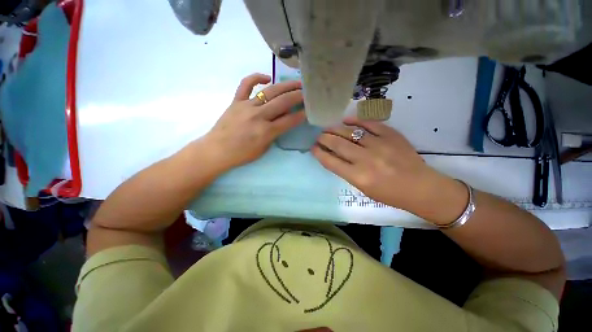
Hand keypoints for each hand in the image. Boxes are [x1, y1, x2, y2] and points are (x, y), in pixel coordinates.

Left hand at [203, 73, 305, 170]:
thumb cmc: (242, 154)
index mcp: (266, 131)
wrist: (217, 150)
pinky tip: (267, 78)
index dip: (301, 115)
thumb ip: (275, 134)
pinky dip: (256, 77)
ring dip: (285, 86)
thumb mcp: (263, 148)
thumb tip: (284, 121)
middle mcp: (258, 116)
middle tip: (307, 92)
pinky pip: (246, 84)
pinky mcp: (236, 101)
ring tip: (296, 82)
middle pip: (283, 102)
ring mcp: (246, 106)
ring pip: (269, 91)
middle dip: (298, 96)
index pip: (289, 120)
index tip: (310, 110)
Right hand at [312, 117, 465, 217]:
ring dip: (335, 129)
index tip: (313, 148)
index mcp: (358, 176)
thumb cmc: (389, 194)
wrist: (420, 187)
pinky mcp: (391, 135)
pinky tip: (346, 120)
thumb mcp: (362, 188)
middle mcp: (365, 159)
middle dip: (324, 138)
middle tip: (319, 136)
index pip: (330, 161)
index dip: (319, 153)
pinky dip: (356, 120)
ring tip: (328, 128)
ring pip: (350, 132)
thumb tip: (333, 156)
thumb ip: (346, 171)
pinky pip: (369, 123)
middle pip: (337, 144)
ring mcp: (379, 145)